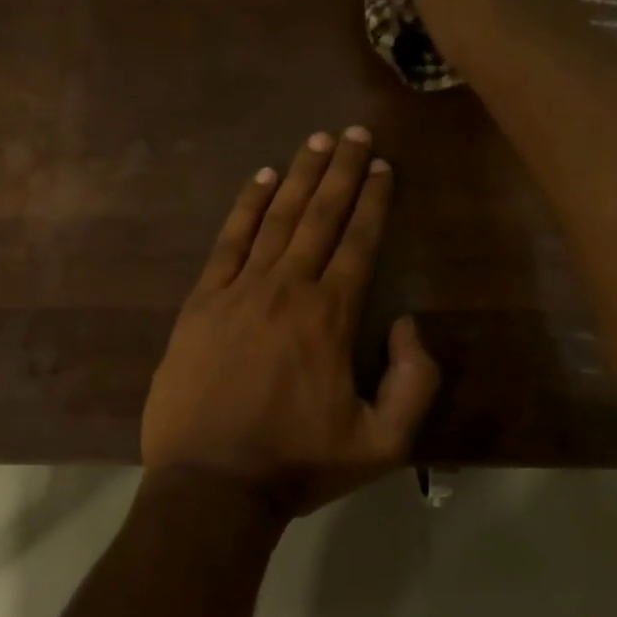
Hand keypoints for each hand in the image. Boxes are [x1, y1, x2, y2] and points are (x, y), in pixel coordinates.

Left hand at [141, 126, 439, 517]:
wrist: (211, 485)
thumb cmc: (298, 464)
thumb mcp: (383, 444)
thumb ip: (415, 382)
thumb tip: (408, 322)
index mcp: (331, 316)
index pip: (359, 241)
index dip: (373, 200)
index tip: (382, 166)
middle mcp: (287, 288)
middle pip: (320, 215)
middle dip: (341, 170)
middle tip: (354, 131)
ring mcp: (239, 290)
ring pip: (276, 219)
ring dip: (298, 176)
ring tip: (316, 140)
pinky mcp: (201, 302)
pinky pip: (228, 242)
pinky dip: (246, 207)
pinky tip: (259, 179)